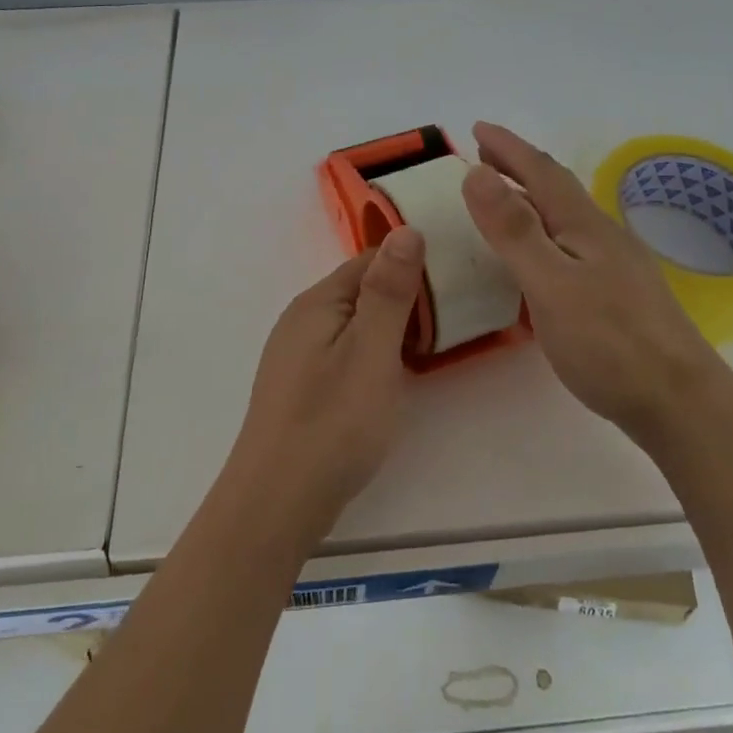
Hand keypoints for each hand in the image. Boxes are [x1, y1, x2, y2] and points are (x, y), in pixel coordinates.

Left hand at [228, 227, 426, 540]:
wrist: (277, 503)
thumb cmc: (333, 422)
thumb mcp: (372, 351)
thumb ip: (390, 291)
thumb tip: (407, 229)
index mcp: (318, 302)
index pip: (370, 260)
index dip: (412, 266)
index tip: (455, 282)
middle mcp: (302, 319)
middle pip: (361, 290)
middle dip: (404, 299)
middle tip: (451, 322)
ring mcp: (296, 354)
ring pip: (354, 324)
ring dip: (390, 329)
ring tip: (430, 349)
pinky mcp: (300, 386)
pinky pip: (343, 352)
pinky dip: (372, 355)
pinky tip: (389, 380)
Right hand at [459, 121, 714, 446]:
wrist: (682, 403)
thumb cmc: (610, 343)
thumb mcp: (550, 283)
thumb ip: (514, 230)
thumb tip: (476, 172)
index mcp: (584, 225)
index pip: (540, 172)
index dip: (507, 147)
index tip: (476, 128)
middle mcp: (603, 235)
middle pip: (557, 188)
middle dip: (519, 165)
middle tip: (484, 155)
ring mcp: (617, 265)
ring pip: (567, 216)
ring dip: (532, 197)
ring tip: (505, 199)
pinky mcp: (622, 294)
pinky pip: (573, 243)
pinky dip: (546, 231)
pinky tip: (544, 256)